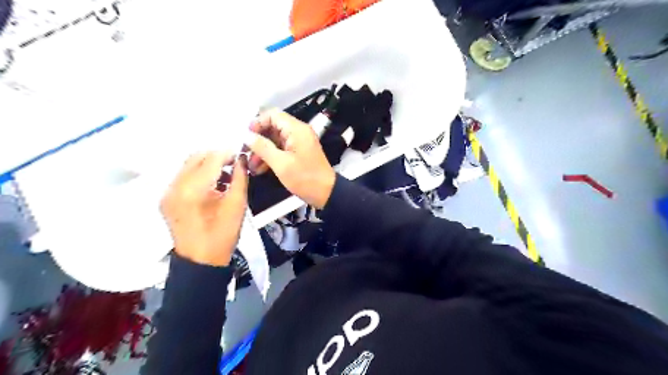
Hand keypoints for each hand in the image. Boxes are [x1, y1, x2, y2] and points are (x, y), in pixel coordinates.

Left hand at [160, 150, 247, 266]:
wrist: (200, 261)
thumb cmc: (223, 234)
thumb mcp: (238, 205)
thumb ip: (240, 178)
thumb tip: (241, 160)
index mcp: (193, 189)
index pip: (211, 159)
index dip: (228, 154)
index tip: (241, 157)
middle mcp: (175, 186)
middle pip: (196, 157)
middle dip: (216, 157)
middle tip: (233, 164)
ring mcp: (167, 192)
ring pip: (188, 165)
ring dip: (207, 165)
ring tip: (224, 176)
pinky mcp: (166, 199)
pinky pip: (182, 177)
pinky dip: (197, 175)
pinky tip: (211, 185)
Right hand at [244, 109, 336, 209]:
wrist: (326, 193)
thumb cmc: (305, 178)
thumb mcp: (281, 164)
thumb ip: (262, 147)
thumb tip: (246, 135)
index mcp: (297, 130)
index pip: (272, 114)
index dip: (257, 122)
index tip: (246, 136)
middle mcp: (298, 132)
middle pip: (272, 127)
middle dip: (258, 139)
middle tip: (245, 152)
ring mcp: (299, 142)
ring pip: (275, 140)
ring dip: (262, 150)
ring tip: (251, 165)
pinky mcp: (298, 153)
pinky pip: (281, 149)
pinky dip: (270, 157)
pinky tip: (260, 169)